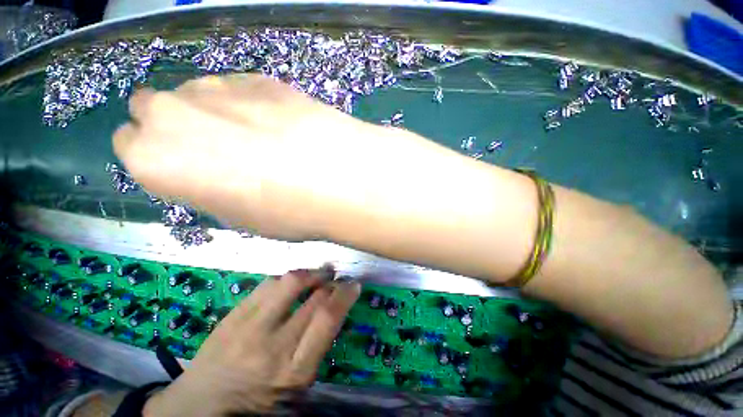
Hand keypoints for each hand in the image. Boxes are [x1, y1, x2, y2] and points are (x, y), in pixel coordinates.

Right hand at [113, 74, 425, 240]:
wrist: (335, 176)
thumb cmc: (285, 211)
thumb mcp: (239, 217)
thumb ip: (210, 188)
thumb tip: (212, 172)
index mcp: (153, 158)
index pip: (131, 145)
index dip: (161, 156)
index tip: (188, 166)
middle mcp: (171, 113)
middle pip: (153, 109)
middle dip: (177, 126)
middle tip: (221, 149)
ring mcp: (217, 87)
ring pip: (197, 93)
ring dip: (216, 112)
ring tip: (261, 137)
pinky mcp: (259, 78)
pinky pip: (240, 87)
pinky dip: (252, 103)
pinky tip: (282, 122)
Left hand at [143, 270, 360, 415]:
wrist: (199, 409)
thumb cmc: (256, 404)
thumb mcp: (296, 388)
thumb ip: (316, 347)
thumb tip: (333, 310)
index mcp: (293, 371)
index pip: (326, 319)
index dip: (344, 296)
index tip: (354, 285)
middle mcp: (272, 345)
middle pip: (311, 298)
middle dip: (331, 282)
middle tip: (337, 277)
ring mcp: (248, 327)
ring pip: (288, 283)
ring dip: (310, 273)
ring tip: (318, 272)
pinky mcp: (232, 316)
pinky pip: (266, 284)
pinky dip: (286, 278)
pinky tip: (292, 280)